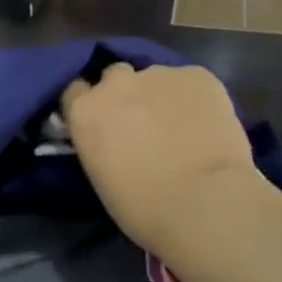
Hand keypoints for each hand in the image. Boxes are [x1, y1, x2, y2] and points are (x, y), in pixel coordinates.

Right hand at [61, 63, 264, 258]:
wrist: (205, 202)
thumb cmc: (145, 208)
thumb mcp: (102, 178)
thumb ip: (101, 145)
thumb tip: (115, 140)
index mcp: (86, 111)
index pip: (74, 92)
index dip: (90, 106)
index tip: (102, 123)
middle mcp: (117, 83)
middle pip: (115, 76)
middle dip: (125, 95)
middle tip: (142, 124)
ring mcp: (159, 74)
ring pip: (156, 79)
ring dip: (162, 96)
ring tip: (183, 126)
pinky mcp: (198, 74)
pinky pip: (191, 82)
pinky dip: (195, 99)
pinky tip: (208, 124)